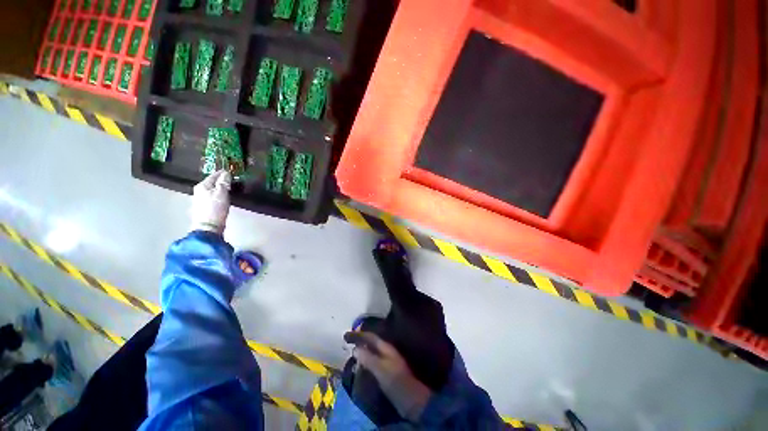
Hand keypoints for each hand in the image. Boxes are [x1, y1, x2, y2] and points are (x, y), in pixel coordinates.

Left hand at [191, 170, 231, 233]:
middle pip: (212, 182)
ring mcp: (200, 199)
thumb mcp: (222, 193)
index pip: (214, 175)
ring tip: (228, 188)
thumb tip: (226, 173)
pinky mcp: (204, 207)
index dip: (223, 173)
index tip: (231, 171)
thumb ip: (224, 182)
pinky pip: (212, 196)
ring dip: (219, 188)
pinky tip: (223, 198)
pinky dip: (217, 195)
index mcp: (202, 185)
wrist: (208, 227)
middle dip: (221, 181)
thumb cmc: (215, 208)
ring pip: (211, 190)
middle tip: (231, 180)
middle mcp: (199, 191)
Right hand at [345, 331, 431, 420]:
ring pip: (371, 351)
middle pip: (371, 342)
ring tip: (350, 351)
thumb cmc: (395, 381)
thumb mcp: (381, 369)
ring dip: (361, 349)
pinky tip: (359, 364)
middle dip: (359, 340)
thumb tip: (355, 349)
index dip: (358, 335)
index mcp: (386, 347)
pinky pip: (372, 360)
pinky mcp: (386, 371)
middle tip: (347, 341)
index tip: (345, 335)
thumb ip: (368, 358)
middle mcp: (386, 351)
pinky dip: (365, 359)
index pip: (370, 337)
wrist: (410, 399)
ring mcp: (387, 361)